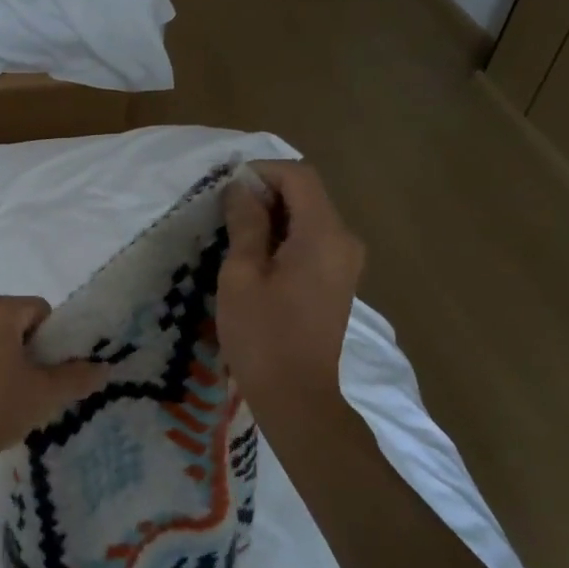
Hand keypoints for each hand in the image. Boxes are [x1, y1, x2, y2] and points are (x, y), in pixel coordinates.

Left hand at [0, 297, 106, 475]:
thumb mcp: (45, 393)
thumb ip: (78, 377)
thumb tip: (104, 368)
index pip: (41, 310)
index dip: (55, 338)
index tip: (54, 369)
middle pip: (19, 320)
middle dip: (35, 347)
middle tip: (40, 383)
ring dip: (14, 357)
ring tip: (18, 392)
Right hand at [219, 161, 366, 412]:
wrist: (296, 396)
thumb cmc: (262, 334)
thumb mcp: (241, 274)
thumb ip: (245, 224)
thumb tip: (242, 188)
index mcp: (324, 235)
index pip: (299, 177)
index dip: (262, 172)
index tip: (226, 187)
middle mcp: (344, 241)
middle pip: (307, 194)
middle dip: (266, 192)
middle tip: (223, 211)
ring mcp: (345, 262)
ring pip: (309, 217)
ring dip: (272, 215)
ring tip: (233, 233)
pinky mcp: (338, 280)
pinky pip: (312, 240)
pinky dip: (284, 236)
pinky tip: (255, 256)